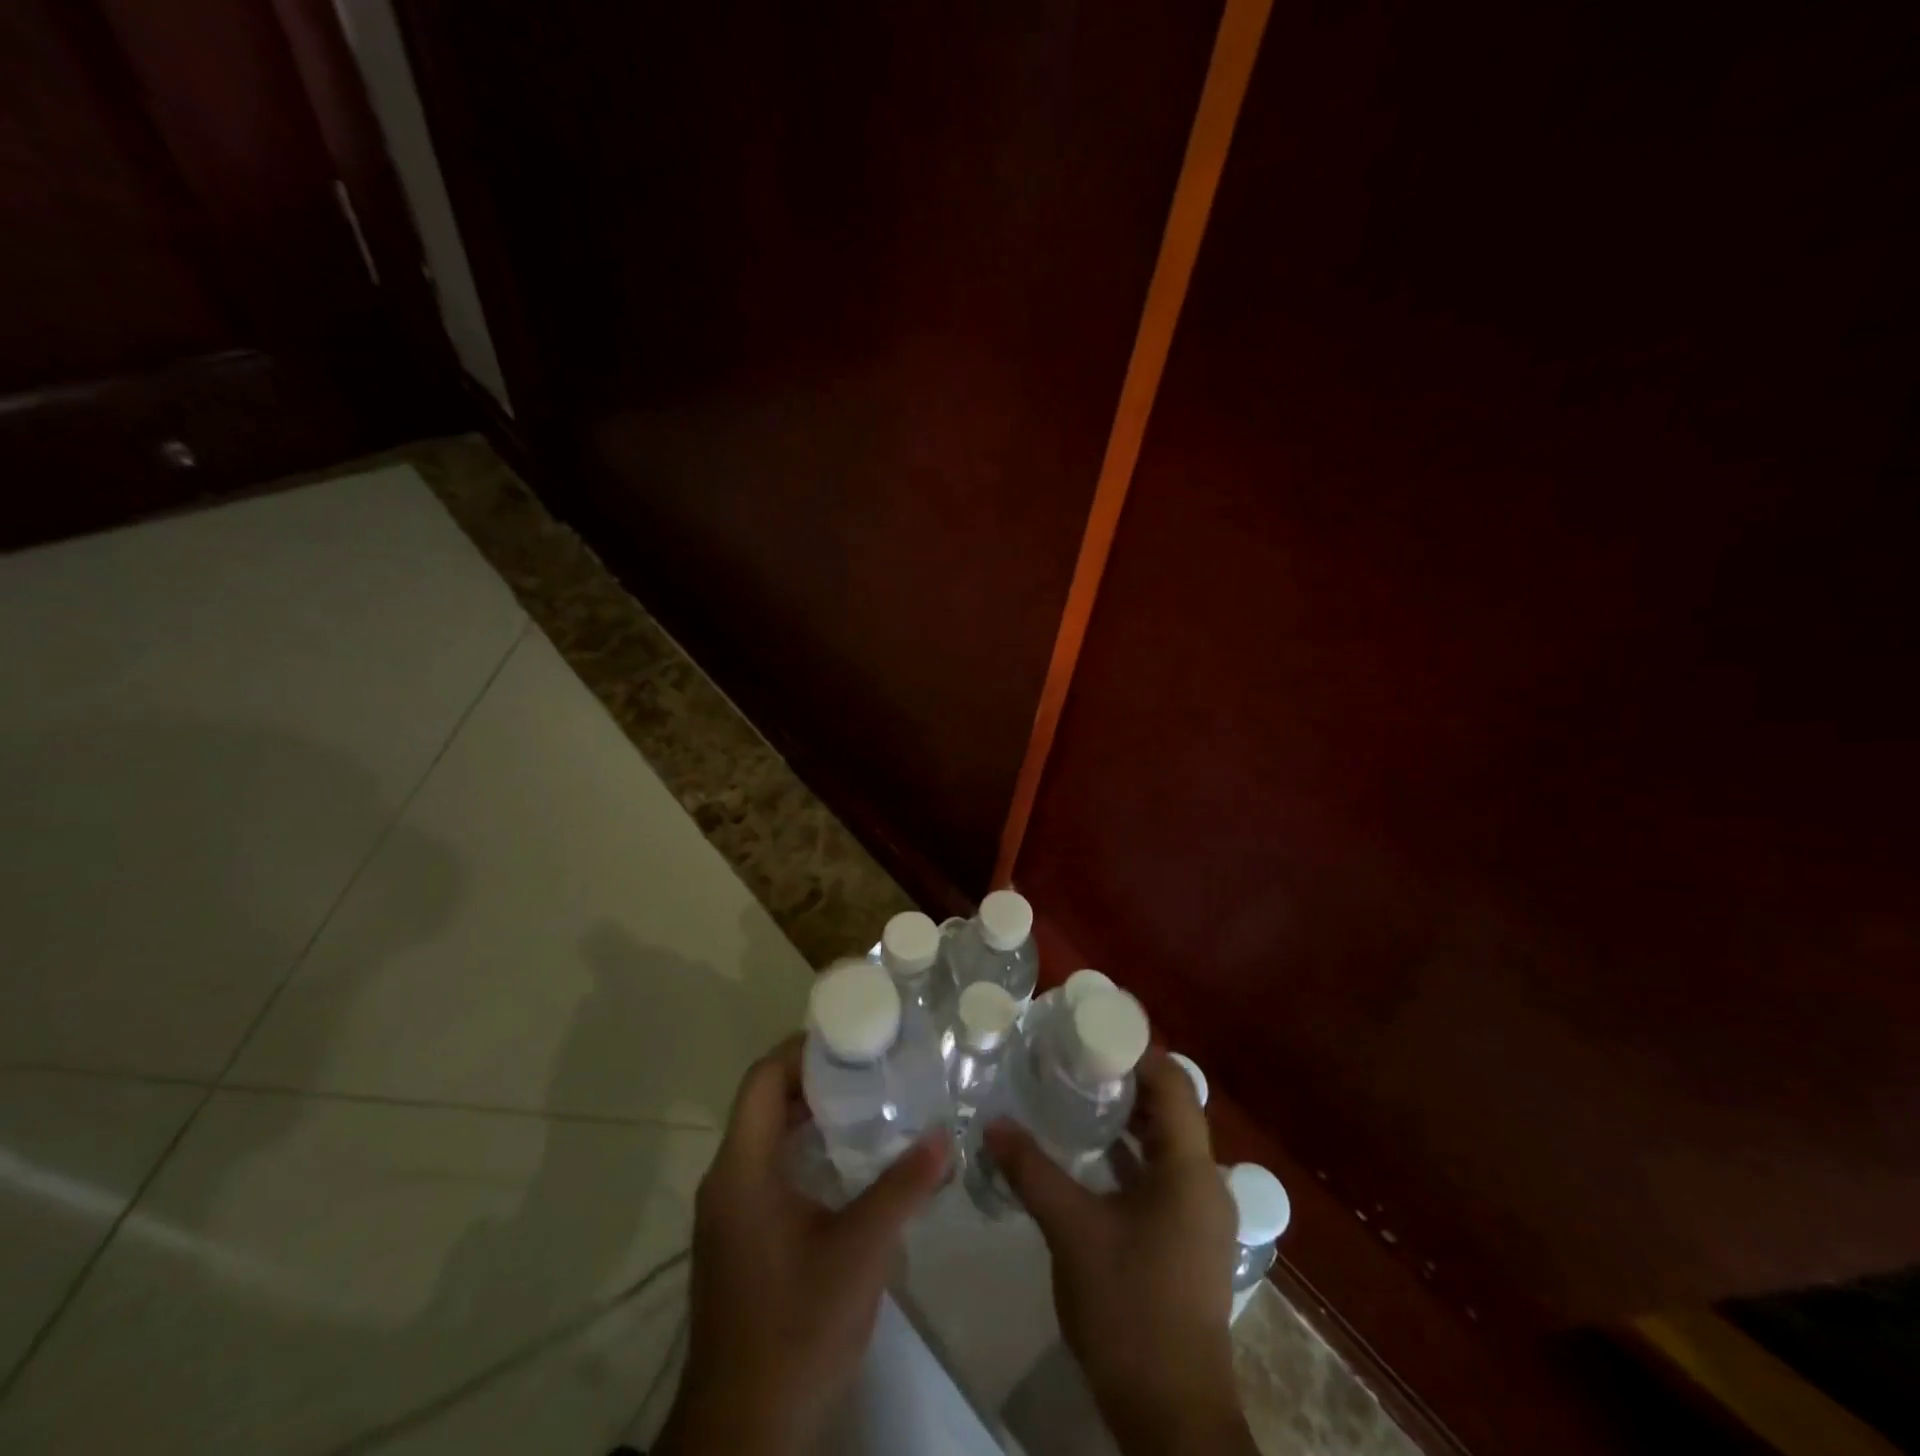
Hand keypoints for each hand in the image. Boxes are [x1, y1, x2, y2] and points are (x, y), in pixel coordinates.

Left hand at [655, 1035, 948, 1455]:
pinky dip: (805, 1148)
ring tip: (869, 1101)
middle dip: (815, 1076)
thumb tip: (945, 1136)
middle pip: (764, 1101)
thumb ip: (902, 1189)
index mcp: (741, 1171)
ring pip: (767, 1136)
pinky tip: (850, 1161)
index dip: (802, 1049)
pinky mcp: (739, 1237)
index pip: (762, 1079)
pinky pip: (769, 1167)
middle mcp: (726, 1180)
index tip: (852, 1036)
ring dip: (812, 1113)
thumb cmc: (796, 1331)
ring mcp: (729, 1211)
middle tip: (872, 1065)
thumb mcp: (859, 1255)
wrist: (744, 1432)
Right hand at [985, 1049, 1257, 1455]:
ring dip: (1127, 1119)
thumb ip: (1032, 1171)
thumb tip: (993, 1124)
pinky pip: (1161, 1176)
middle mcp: (1204, 1182)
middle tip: (1075, 1057)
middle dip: (1126, 1079)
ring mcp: (1199, 1215)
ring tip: (1077, 1094)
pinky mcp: (1187, 1240)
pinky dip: (1130, 1156)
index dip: (1137, 1049)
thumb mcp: (1072, 1230)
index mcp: (1188, 1168)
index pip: (1172, 1081)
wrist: (1171, 1414)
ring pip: (1165, 1144)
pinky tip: (1091, 1155)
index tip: (1092, 1030)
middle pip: (1170, 1108)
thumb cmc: (1129, 1306)